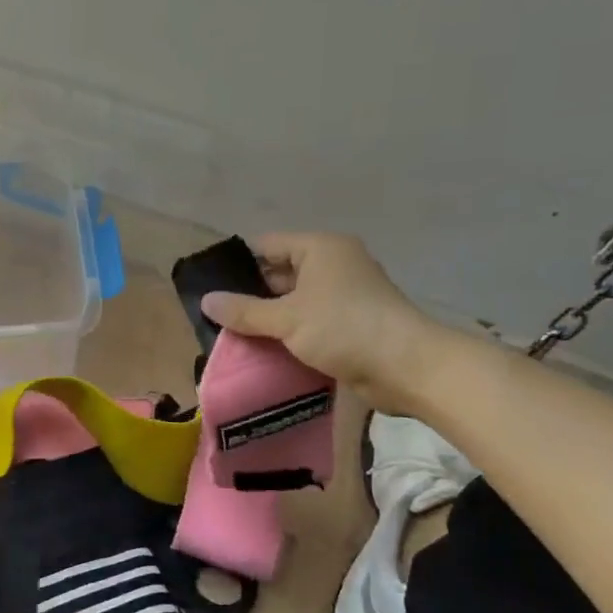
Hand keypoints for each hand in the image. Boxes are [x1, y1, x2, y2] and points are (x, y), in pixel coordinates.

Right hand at [199, 232, 456, 413]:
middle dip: (251, 295)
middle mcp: (334, 264)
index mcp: (320, 249)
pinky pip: (311, 322)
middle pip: (281, 273)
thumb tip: (206, 301)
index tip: (211, 287)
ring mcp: (345, 295)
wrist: (407, 366)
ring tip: (233, 335)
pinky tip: (265, 350)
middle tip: (218, 316)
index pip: (268, 245)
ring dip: (270, 318)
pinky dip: (291, 333)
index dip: (239, 264)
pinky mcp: (352, 323)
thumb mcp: (286, 318)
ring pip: (295, 301)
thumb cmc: (344, 328)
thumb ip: (244, 310)